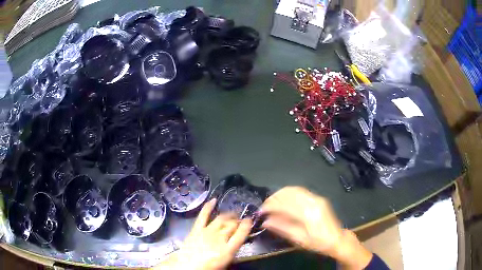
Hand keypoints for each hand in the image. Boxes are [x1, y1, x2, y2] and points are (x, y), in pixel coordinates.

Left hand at [155, 198, 252, 269]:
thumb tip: (234, 243)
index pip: (241, 234)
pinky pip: (203, 216)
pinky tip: (213, 200)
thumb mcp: (224, 262)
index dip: (246, 225)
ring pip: (221, 219)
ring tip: (233, 214)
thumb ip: (231, 251)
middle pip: (232, 225)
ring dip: (228, 215)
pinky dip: (208, 207)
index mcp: (227, 250)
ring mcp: (207, 232)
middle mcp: (219, 238)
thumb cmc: (207, 268)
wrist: (186, 267)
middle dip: (238, 221)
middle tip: (241, 220)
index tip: (250, 220)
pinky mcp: (196, 229)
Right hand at [260, 186, 371, 268]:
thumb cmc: (318, 242)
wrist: (337, 239)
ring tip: (272, 203)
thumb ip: (282, 228)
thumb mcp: (299, 239)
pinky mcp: (318, 198)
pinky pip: (300, 191)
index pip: (284, 205)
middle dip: (273, 198)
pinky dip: (289, 193)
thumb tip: (265, 222)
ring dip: (280, 194)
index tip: (260, 212)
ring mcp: (316, 198)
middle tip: (264, 207)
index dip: (270, 206)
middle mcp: (312, 202)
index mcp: (308, 213)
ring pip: (294, 189)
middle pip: (288, 193)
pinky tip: (284, 200)